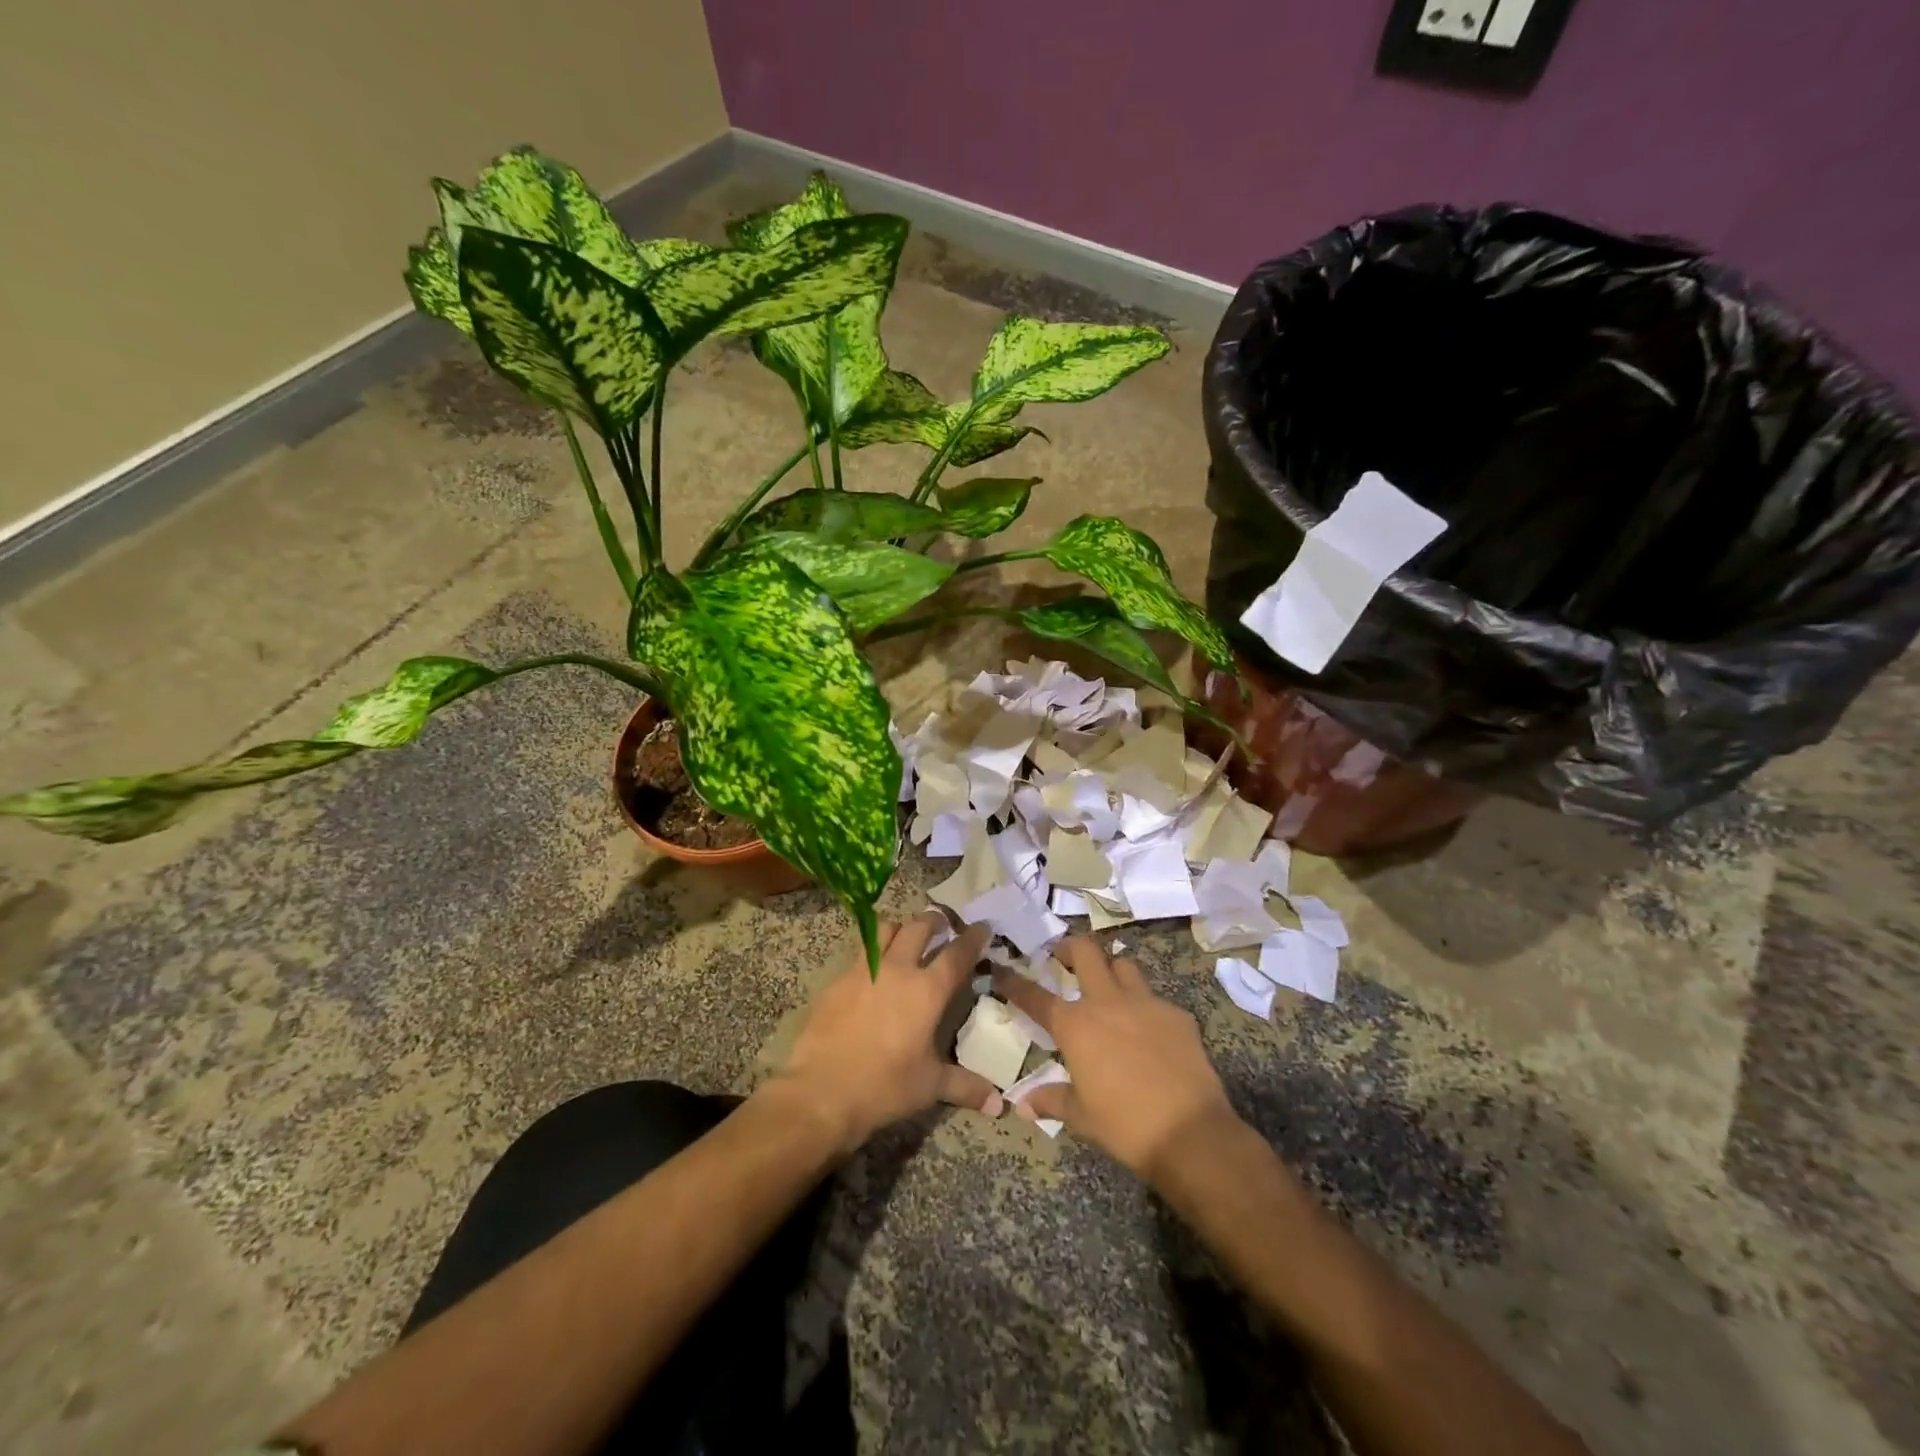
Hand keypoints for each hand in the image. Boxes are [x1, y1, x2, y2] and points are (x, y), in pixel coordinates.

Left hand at [771, 912, 1001, 1153]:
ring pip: (885, 929)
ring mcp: (863, 970)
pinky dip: (872, 954)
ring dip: (900, 928)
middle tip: (942, 927)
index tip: (982, 927)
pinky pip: (859, 954)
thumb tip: (998, 1103)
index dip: (973, 938)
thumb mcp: (929, 1086)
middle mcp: (897, 969)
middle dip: (934, 921)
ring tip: (905, 939)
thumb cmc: (884, 1087)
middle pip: (919, 927)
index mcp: (927, 990)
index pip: (957, 954)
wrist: (821, 1091)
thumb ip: (965, 1085)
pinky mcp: (837, 980)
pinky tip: (872, 974)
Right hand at [995, 938, 1238, 1184]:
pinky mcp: (1176, 1014)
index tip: (1002, 970)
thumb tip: (1023, 1104)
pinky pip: (1155, 999)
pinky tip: (1149, 1030)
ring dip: (1111, 970)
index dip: (1015, 983)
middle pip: (1085, 952)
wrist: (1190, 1133)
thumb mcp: (1082, 1116)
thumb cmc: (1125, 1126)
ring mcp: (1145, 1003)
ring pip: (1123, 965)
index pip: (1036, 997)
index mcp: (1075, 1026)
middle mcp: (1106, 1003)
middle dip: (1069, 947)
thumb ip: (1052, 1100)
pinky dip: (1145, 1006)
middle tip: (1062, 956)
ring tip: (1108, 987)